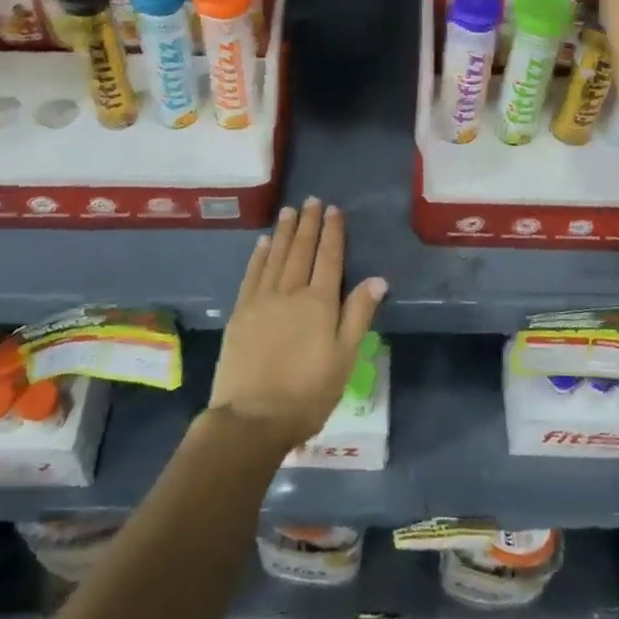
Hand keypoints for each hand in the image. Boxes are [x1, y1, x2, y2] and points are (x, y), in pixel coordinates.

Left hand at [209, 198, 386, 450]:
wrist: (252, 418)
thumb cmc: (308, 394)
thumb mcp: (345, 358)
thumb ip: (358, 315)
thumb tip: (377, 279)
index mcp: (320, 303)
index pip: (329, 258)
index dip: (333, 233)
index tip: (334, 210)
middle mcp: (290, 292)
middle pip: (301, 250)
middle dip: (308, 224)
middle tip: (312, 200)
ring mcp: (262, 300)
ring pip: (275, 256)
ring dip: (283, 232)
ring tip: (289, 211)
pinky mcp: (240, 313)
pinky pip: (252, 274)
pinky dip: (259, 255)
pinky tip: (263, 242)